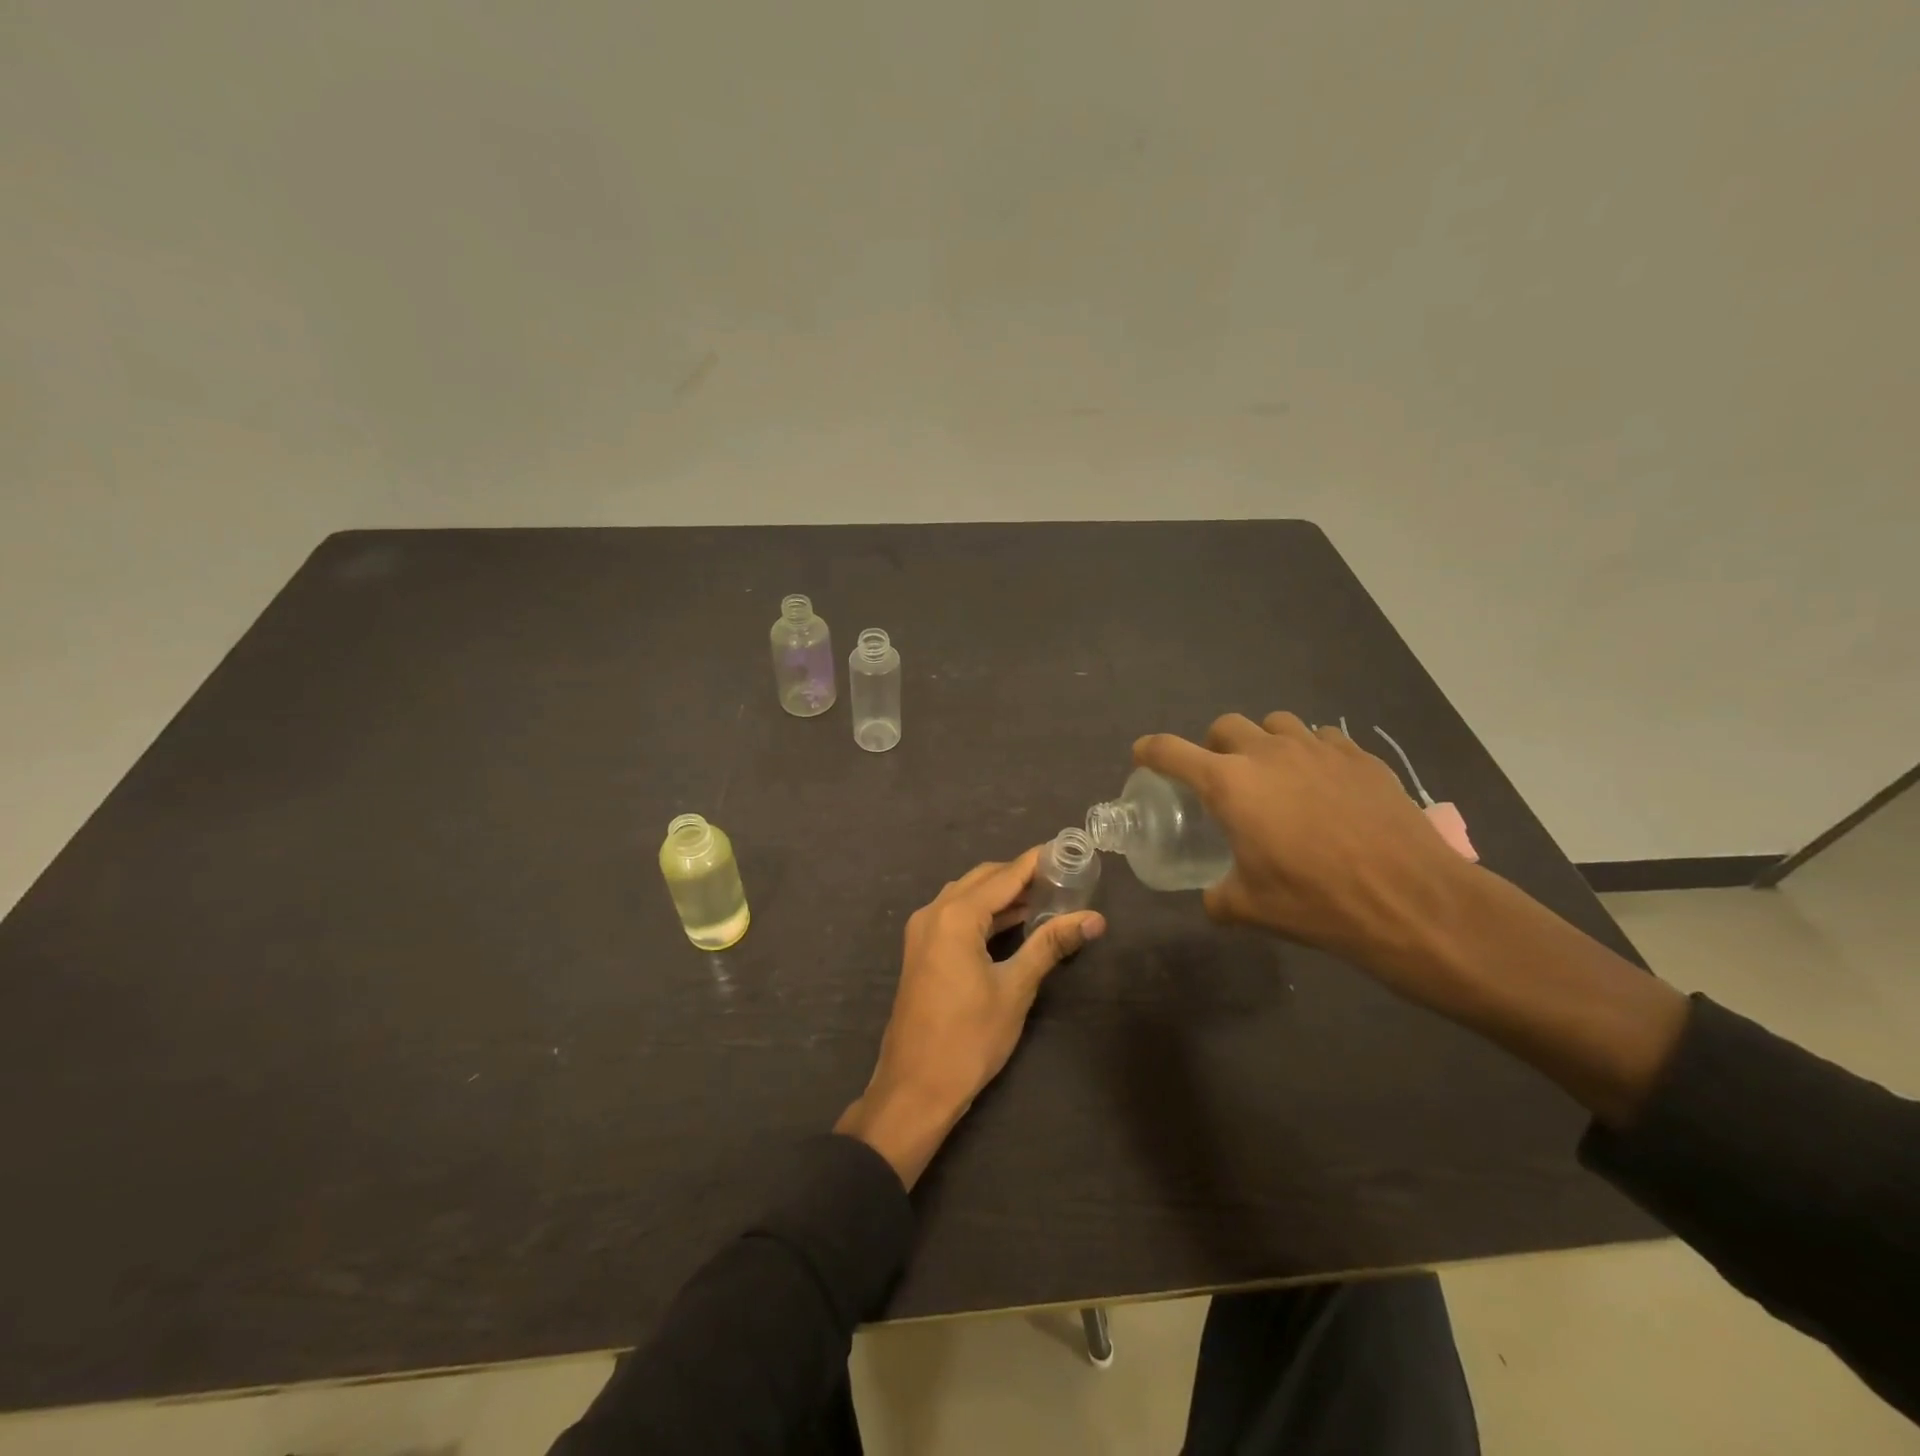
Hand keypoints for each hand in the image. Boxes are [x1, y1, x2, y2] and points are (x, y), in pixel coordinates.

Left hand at [836, 848, 1105, 1188]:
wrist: (915, 1087)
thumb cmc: (969, 1038)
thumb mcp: (1015, 989)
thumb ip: (1050, 945)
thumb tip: (1094, 919)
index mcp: (955, 916)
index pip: (1005, 876)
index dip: (1036, 862)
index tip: (1066, 850)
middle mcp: (933, 912)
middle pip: (982, 879)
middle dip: (1020, 876)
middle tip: (1061, 879)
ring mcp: (922, 931)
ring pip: (966, 896)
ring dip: (1001, 895)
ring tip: (1045, 898)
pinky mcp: (920, 950)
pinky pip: (955, 915)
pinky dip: (984, 913)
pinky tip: (1012, 923)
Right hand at [1135, 713, 1476, 998]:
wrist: (1411, 900)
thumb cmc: (1317, 902)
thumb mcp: (1251, 909)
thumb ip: (1218, 897)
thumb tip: (1214, 897)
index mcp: (1230, 784)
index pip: (1171, 752)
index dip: (1150, 751)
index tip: (1143, 755)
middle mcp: (1268, 754)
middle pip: (1224, 725)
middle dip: (1213, 746)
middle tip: (1221, 778)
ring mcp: (1318, 749)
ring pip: (1275, 723)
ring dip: (1263, 742)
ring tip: (1274, 775)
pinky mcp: (1360, 757)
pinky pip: (1323, 738)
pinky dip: (1311, 752)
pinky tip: (1323, 784)